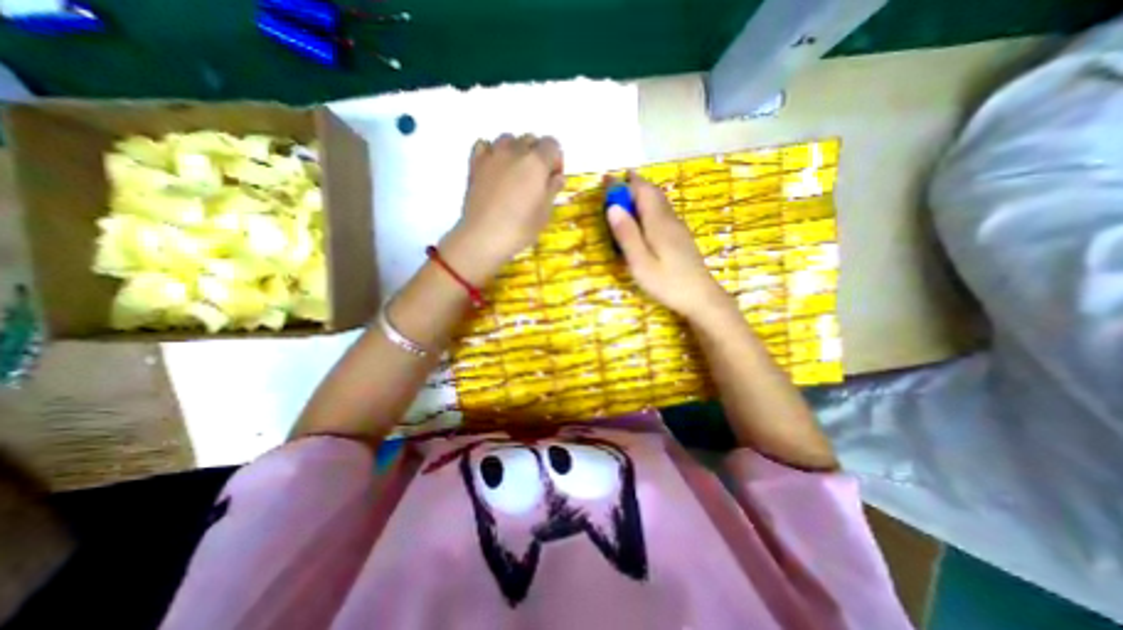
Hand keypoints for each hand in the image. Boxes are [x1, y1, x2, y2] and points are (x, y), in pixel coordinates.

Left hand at [437, 133, 561, 282]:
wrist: (484, 237)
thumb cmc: (520, 228)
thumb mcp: (544, 213)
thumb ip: (552, 189)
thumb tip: (557, 177)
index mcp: (536, 162)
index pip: (552, 144)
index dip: (556, 160)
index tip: (553, 179)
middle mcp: (515, 151)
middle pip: (531, 139)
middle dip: (538, 154)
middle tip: (536, 179)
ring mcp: (492, 155)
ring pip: (508, 139)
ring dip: (516, 150)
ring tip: (516, 173)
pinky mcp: (475, 164)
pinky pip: (484, 145)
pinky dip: (492, 151)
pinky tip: (495, 168)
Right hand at [606, 172, 728, 320]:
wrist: (701, 297)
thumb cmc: (667, 282)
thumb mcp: (640, 263)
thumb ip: (627, 235)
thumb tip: (613, 207)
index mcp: (658, 222)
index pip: (641, 191)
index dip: (622, 183)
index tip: (606, 178)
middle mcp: (669, 219)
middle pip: (652, 192)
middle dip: (632, 185)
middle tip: (613, 186)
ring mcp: (677, 227)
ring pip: (659, 201)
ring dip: (641, 194)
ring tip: (624, 197)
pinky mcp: (680, 237)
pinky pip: (662, 212)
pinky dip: (648, 206)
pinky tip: (643, 218)